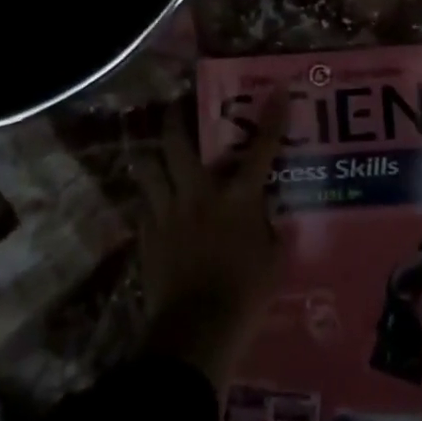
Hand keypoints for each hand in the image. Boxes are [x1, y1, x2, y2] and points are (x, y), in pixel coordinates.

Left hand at [136, 93, 287, 387]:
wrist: (197, 330)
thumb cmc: (245, 294)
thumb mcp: (273, 261)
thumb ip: (270, 231)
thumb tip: (268, 218)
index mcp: (237, 199)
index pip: (261, 150)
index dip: (272, 119)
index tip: (278, 91)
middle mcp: (198, 195)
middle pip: (177, 144)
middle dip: (174, 119)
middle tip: (176, 106)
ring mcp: (167, 213)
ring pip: (148, 169)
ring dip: (151, 156)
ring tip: (154, 151)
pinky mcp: (147, 236)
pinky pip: (143, 206)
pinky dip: (149, 199)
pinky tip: (153, 204)